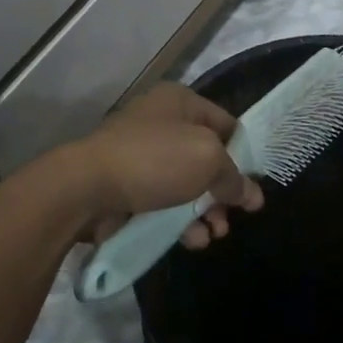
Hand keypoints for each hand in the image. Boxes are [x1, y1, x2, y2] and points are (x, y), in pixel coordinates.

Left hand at [70, 84, 263, 248]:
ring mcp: (142, 155)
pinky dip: (180, 221)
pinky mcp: (128, 187)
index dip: (244, 154)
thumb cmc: (154, 160)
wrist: (88, 187)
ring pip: (186, 185)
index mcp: (179, 101)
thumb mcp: (206, 160)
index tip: (255, 186)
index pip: (225, 123)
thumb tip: (251, 194)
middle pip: (206, 158)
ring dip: (205, 212)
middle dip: (222, 190)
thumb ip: (233, 177)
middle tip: (233, 216)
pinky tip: (192, 240)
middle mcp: (161, 123)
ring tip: (213, 234)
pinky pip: (164, 203)